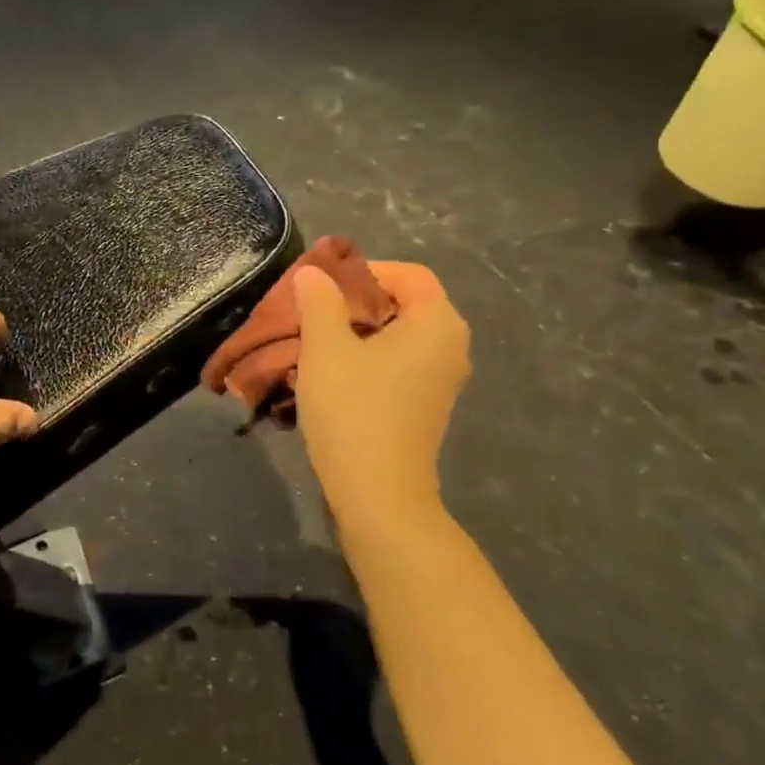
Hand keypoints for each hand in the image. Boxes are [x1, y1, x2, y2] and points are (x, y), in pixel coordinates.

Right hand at [293, 262, 469, 525]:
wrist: (377, 493)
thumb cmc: (354, 410)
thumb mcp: (326, 348)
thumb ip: (319, 302)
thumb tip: (313, 274)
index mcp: (437, 323)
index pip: (409, 274)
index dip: (366, 271)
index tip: (325, 286)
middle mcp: (451, 346)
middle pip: (406, 303)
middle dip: (358, 301)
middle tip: (316, 312)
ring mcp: (442, 379)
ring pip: (400, 335)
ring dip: (360, 331)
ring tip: (319, 342)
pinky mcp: (427, 405)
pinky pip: (401, 363)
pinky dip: (370, 357)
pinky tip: (335, 374)